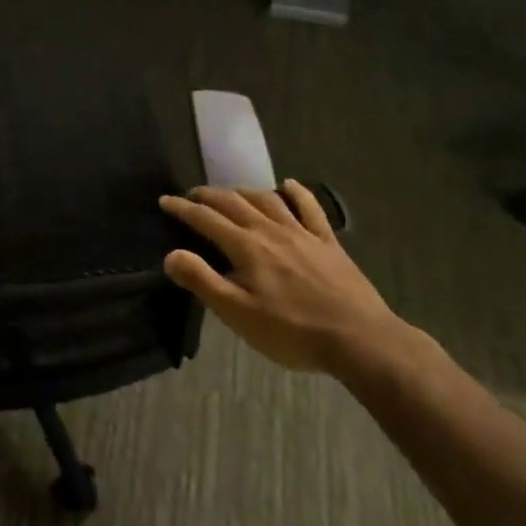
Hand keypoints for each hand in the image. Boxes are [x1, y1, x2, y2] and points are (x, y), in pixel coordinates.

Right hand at [160, 183, 404, 375]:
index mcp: (246, 247)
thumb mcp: (238, 314)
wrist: (360, 339)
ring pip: (267, 200)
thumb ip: (203, 281)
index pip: (206, 219)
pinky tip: (288, 185)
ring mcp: (302, 233)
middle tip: (192, 195)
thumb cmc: (293, 332)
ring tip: (230, 193)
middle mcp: (271, 230)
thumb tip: (171, 254)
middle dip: (209, 196)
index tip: (165, 201)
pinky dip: (296, 193)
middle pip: (234, 203)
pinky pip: (309, 208)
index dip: (183, 208)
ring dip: (244, 191)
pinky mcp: (328, 242)